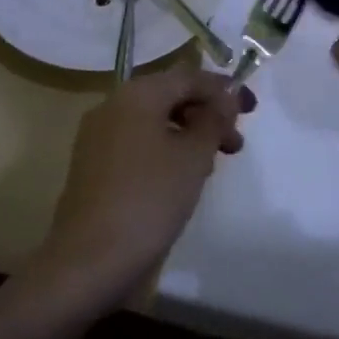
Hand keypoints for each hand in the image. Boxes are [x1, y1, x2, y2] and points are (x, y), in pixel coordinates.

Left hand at [35, 66, 253, 311]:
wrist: (87, 260)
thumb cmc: (148, 200)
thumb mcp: (193, 157)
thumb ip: (214, 120)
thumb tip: (226, 98)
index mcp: (137, 94)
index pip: (188, 77)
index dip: (223, 90)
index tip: (251, 110)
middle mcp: (113, 104)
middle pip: (170, 96)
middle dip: (206, 114)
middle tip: (235, 144)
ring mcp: (98, 134)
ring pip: (153, 120)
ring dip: (187, 134)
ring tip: (210, 165)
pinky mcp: (92, 163)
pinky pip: (136, 141)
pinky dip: (163, 149)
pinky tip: (179, 178)